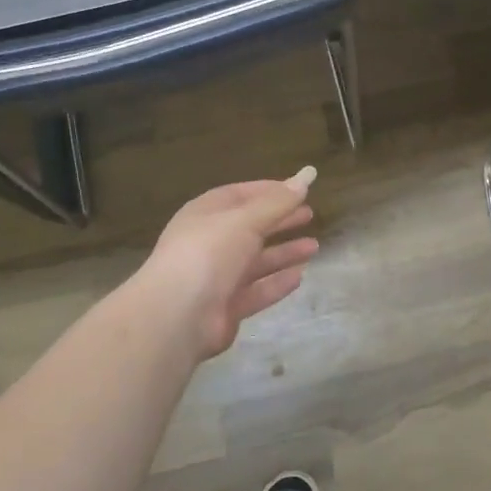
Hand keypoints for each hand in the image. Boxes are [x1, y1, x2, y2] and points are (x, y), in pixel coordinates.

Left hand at [140, 170, 320, 359]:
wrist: (177, 315)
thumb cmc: (208, 253)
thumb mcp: (245, 220)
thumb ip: (278, 202)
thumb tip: (307, 175)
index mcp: (206, 214)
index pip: (240, 195)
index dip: (270, 191)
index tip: (299, 190)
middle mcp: (210, 242)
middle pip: (250, 227)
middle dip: (280, 221)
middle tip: (310, 215)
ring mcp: (217, 277)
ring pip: (256, 261)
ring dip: (284, 253)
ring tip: (314, 247)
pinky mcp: (225, 307)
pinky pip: (256, 291)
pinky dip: (276, 283)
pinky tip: (300, 276)